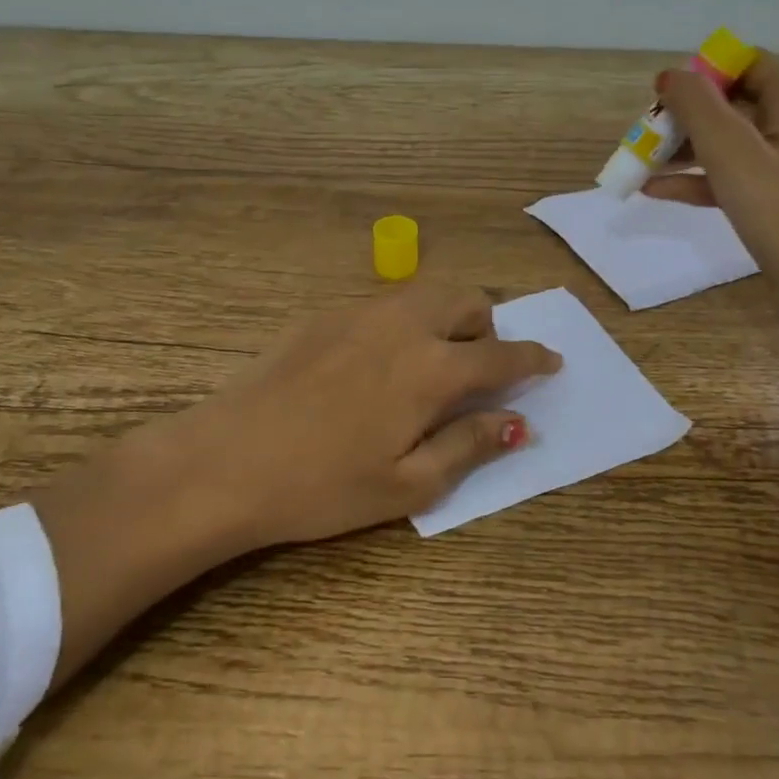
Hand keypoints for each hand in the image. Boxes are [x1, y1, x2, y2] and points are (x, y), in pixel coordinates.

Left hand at [31, 283, 560, 683]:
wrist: (227, 460)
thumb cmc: (322, 486)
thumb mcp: (407, 484)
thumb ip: (469, 445)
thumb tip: (518, 423)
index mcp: (431, 368)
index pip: (502, 354)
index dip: (534, 358)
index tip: (552, 361)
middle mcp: (404, 324)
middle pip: (467, 299)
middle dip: (487, 327)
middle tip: (477, 370)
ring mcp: (360, 312)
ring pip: (425, 293)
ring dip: (446, 317)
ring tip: (430, 363)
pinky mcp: (324, 314)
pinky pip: (384, 304)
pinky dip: (404, 321)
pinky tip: (376, 365)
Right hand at [643, 55, 778, 324]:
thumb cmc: (778, 207)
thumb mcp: (728, 148)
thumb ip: (694, 103)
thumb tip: (669, 76)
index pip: (744, 65)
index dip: (701, 76)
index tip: (663, 100)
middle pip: (734, 103)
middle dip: (685, 118)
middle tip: (646, 135)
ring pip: (732, 141)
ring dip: (686, 150)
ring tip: (642, 163)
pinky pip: (737, 174)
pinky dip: (701, 178)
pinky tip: (657, 191)